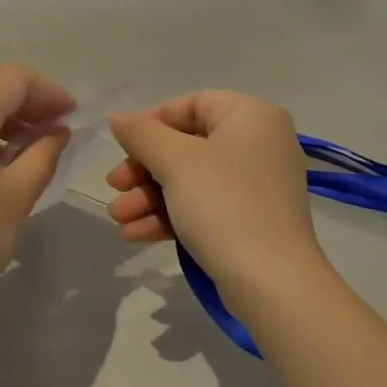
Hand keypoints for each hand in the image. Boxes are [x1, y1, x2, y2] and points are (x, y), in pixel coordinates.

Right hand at [105, 91, 328, 310]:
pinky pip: (204, 207)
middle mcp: (259, 144)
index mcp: (252, 116)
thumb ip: (142, 134)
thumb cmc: (224, 204)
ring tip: (119, 218)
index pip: (193, 104)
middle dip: (144, 169)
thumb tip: (118, 118)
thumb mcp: (175, 162)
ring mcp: (256, 186)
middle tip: (114, 186)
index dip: (153, 122)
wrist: (271, 282)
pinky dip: (171, 216)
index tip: (124, 146)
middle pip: (187, 145)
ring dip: (149, 197)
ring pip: (191, 180)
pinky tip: (136, 235)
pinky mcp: (250, 221)